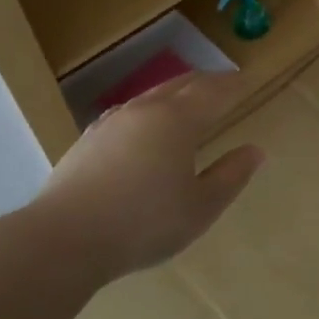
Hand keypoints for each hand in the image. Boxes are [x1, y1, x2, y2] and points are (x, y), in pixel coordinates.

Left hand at [22, 74, 264, 281]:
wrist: (63, 238)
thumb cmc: (144, 223)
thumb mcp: (200, 207)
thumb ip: (230, 176)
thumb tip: (255, 150)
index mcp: (178, 121)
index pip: (213, 92)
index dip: (233, 85)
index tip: (247, 80)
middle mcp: (145, 111)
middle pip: (182, 85)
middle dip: (206, 82)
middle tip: (224, 83)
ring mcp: (112, 122)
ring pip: (152, 95)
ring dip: (176, 92)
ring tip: (188, 100)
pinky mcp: (89, 140)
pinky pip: (130, 112)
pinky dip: (150, 109)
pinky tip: (145, 126)